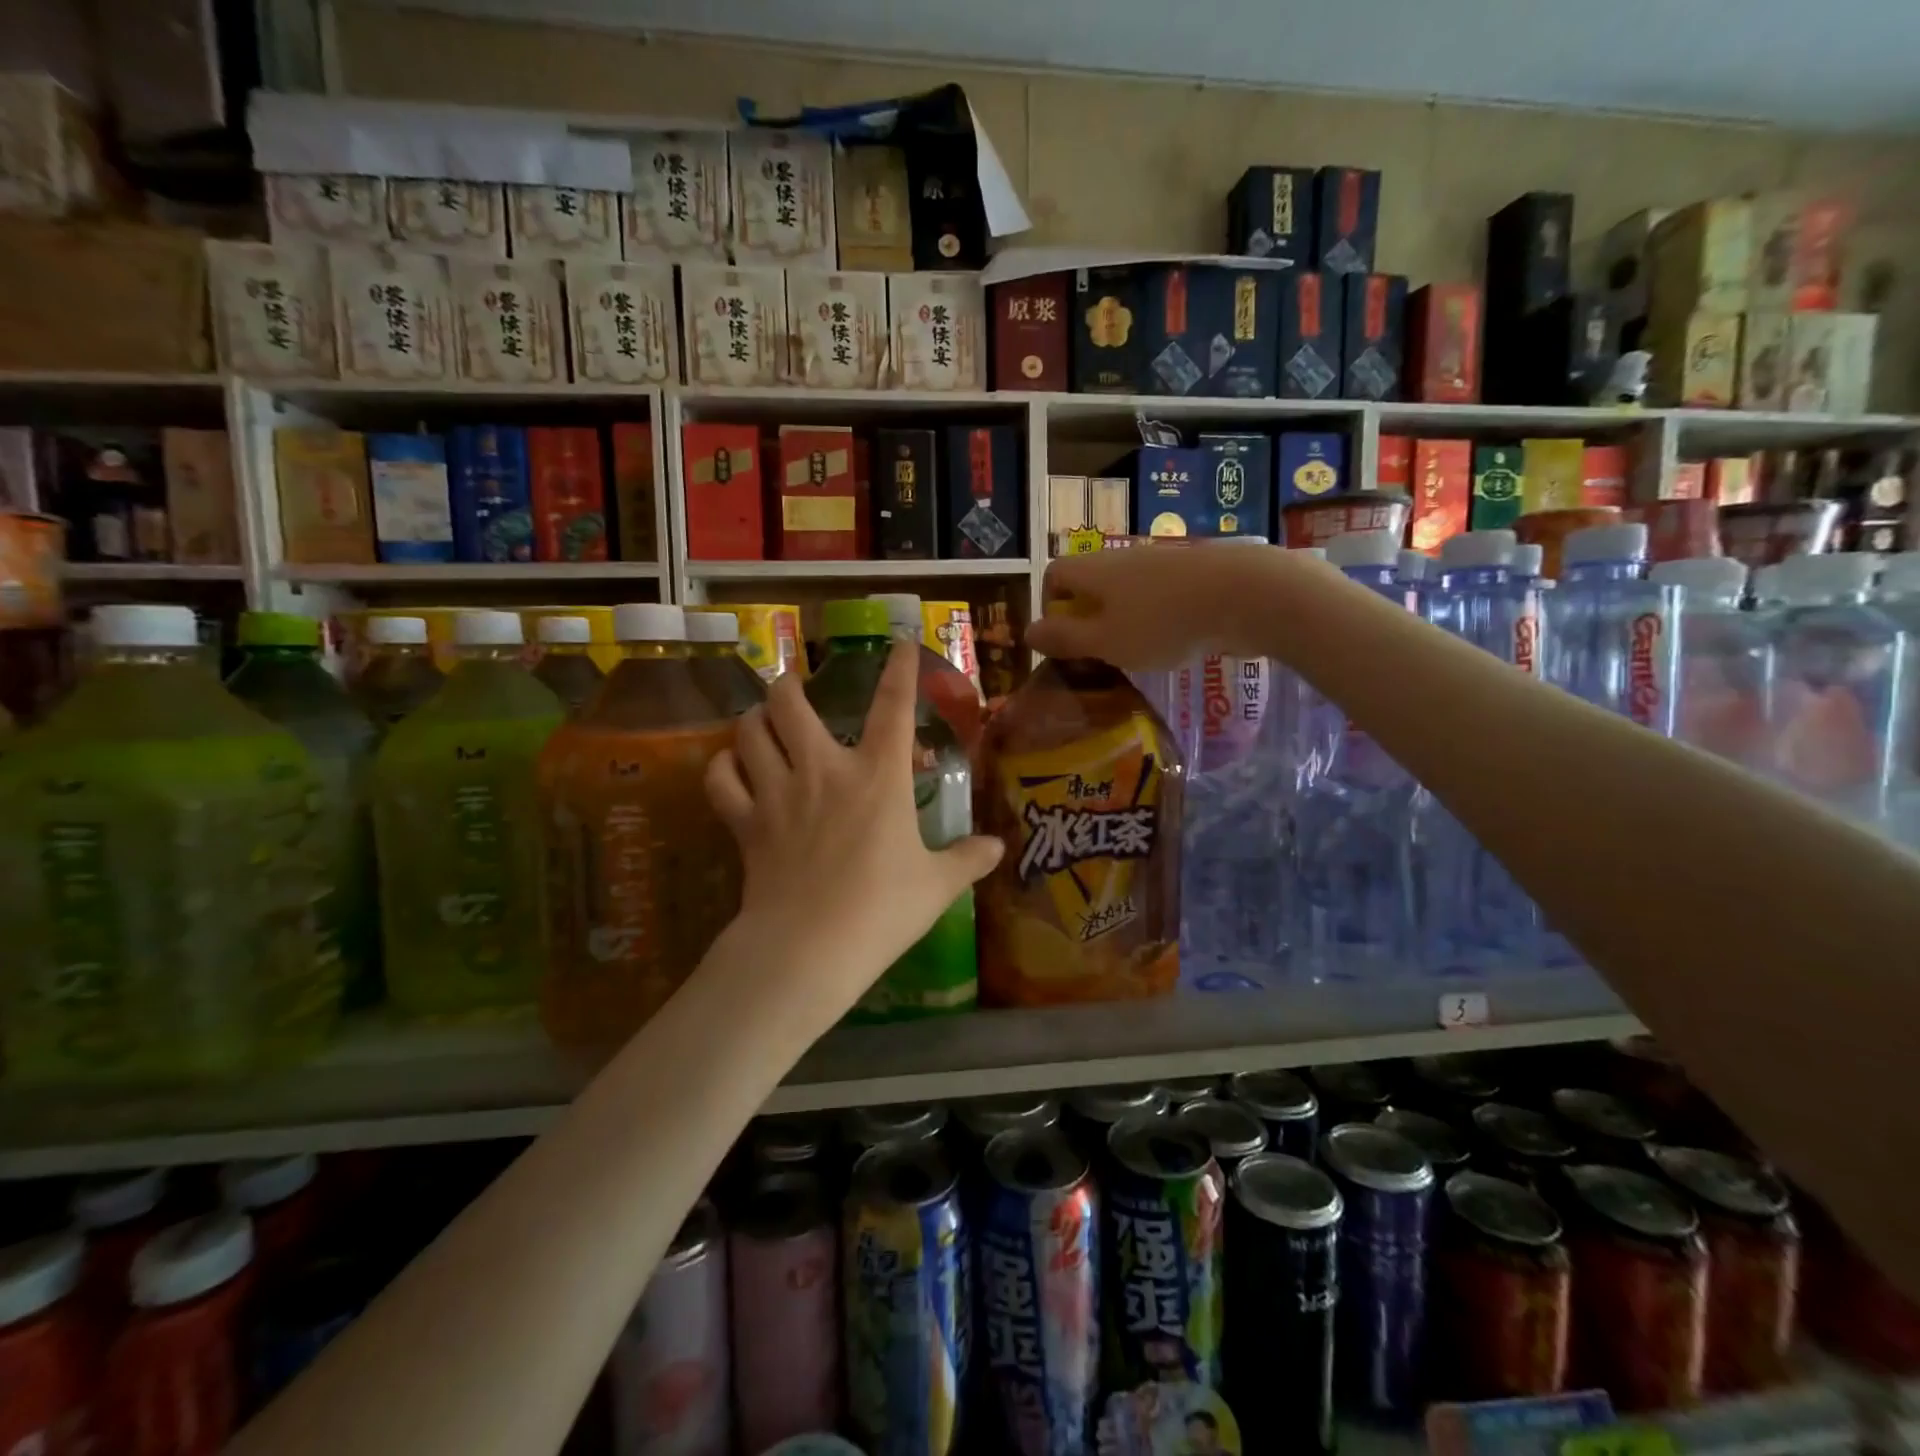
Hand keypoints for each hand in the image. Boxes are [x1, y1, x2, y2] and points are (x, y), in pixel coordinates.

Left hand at [704, 641, 1002, 1026]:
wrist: (810, 947)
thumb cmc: (882, 910)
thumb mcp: (936, 886)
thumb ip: (967, 860)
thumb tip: (997, 848)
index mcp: (878, 777)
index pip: (893, 707)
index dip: (899, 670)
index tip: (898, 644)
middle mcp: (824, 770)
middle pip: (791, 703)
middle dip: (789, 685)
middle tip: (792, 687)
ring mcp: (778, 793)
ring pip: (749, 732)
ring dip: (753, 719)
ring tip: (760, 720)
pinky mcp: (745, 823)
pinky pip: (721, 780)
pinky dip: (723, 767)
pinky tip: (731, 767)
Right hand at [1025, 540, 1303, 670]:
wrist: (1247, 594)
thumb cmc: (1163, 622)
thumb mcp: (1105, 641)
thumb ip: (1065, 638)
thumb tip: (1028, 633)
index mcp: (1094, 570)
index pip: (1054, 574)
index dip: (1050, 606)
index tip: (1064, 640)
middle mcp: (1123, 557)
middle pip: (1091, 582)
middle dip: (1088, 617)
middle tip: (1100, 654)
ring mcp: (1162, 562)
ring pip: (1127, 590)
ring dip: (1124, 619)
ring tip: (1138, 654)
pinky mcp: (1194, 573)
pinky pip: (1160, 594)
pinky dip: (1157, 617)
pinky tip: (1175, 642)